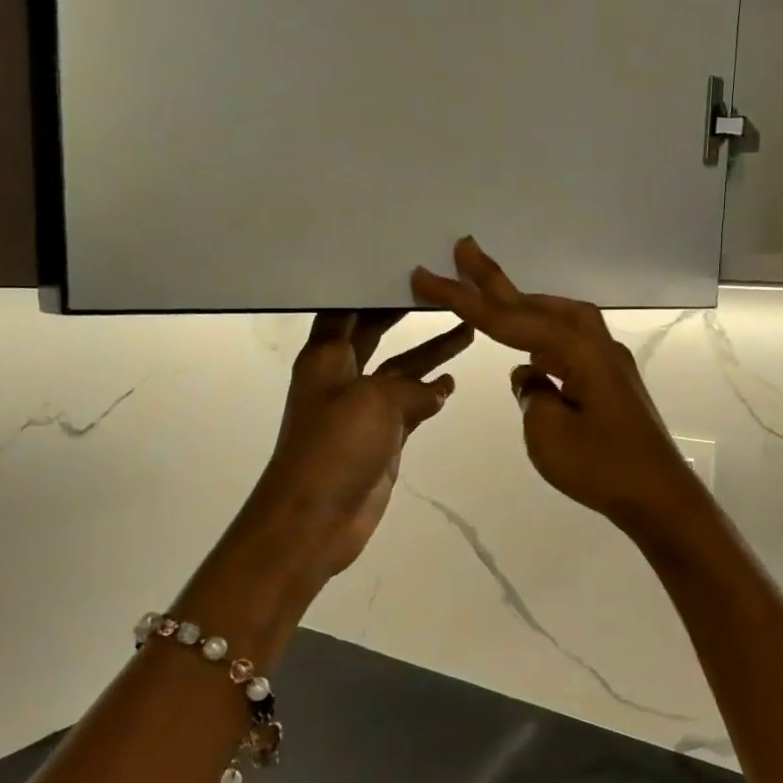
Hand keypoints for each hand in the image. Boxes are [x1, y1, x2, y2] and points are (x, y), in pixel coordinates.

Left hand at [243, 310, 472, 584]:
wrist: (316, 518)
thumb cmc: (335, 449)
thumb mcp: (375, 401)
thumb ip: (411, 387)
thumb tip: (436, 388)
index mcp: (326, 358)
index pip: (346, 308)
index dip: (368, 286)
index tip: (400, 263)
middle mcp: (342, 376)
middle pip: (376, 333)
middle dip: (405, 313)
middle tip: (441, 289)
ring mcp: (363, 408)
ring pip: (400, 369)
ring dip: (429, 351)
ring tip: (466, 329)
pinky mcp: (382, 437)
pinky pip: (410, 405)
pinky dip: (430, 393)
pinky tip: (452, 382)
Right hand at [413, 238, 706, 536]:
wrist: (660, 496)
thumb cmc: (602, 466)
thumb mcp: (548, 433)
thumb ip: (531, 394)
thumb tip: (530, 376)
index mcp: (576, 351)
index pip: (508, 320)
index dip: (463, 299)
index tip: (426, 278)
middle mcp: (595, 344)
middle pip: (535, 305)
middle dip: (495, 280)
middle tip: (464, 248)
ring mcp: (607, 361)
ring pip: (556, 319)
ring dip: (522, 307)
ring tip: (490, 296)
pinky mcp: (611, 380)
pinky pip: (569, 345)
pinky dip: (543, 339)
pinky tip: (531, 356)